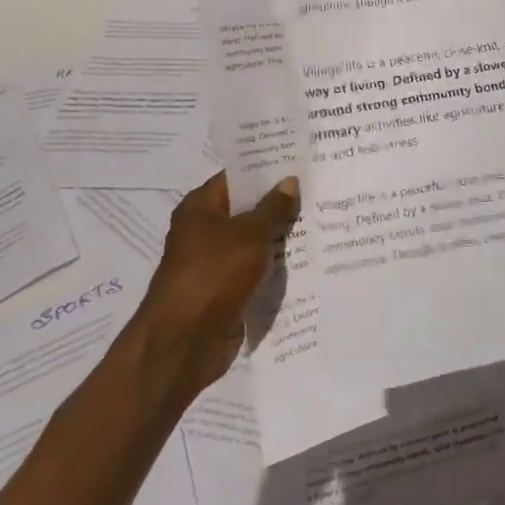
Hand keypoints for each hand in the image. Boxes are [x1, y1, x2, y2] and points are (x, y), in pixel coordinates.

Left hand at [134, 171, 299, 396]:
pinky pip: (254, 272)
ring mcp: (213, 264)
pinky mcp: (225, 292)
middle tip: (317, 189)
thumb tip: (289, 181)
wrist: (184, 343)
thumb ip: (273, 208)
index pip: (236, 177)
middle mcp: (203, 231)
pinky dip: (274, 268)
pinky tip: (307, 260)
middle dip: (278, 204)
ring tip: (320, 221)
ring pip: (253, 242)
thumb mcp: (250, 234)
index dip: (266, 169)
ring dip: (279, 238)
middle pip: (246, 210)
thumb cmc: (213, 274)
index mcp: (200, 208)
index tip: (298, 161)